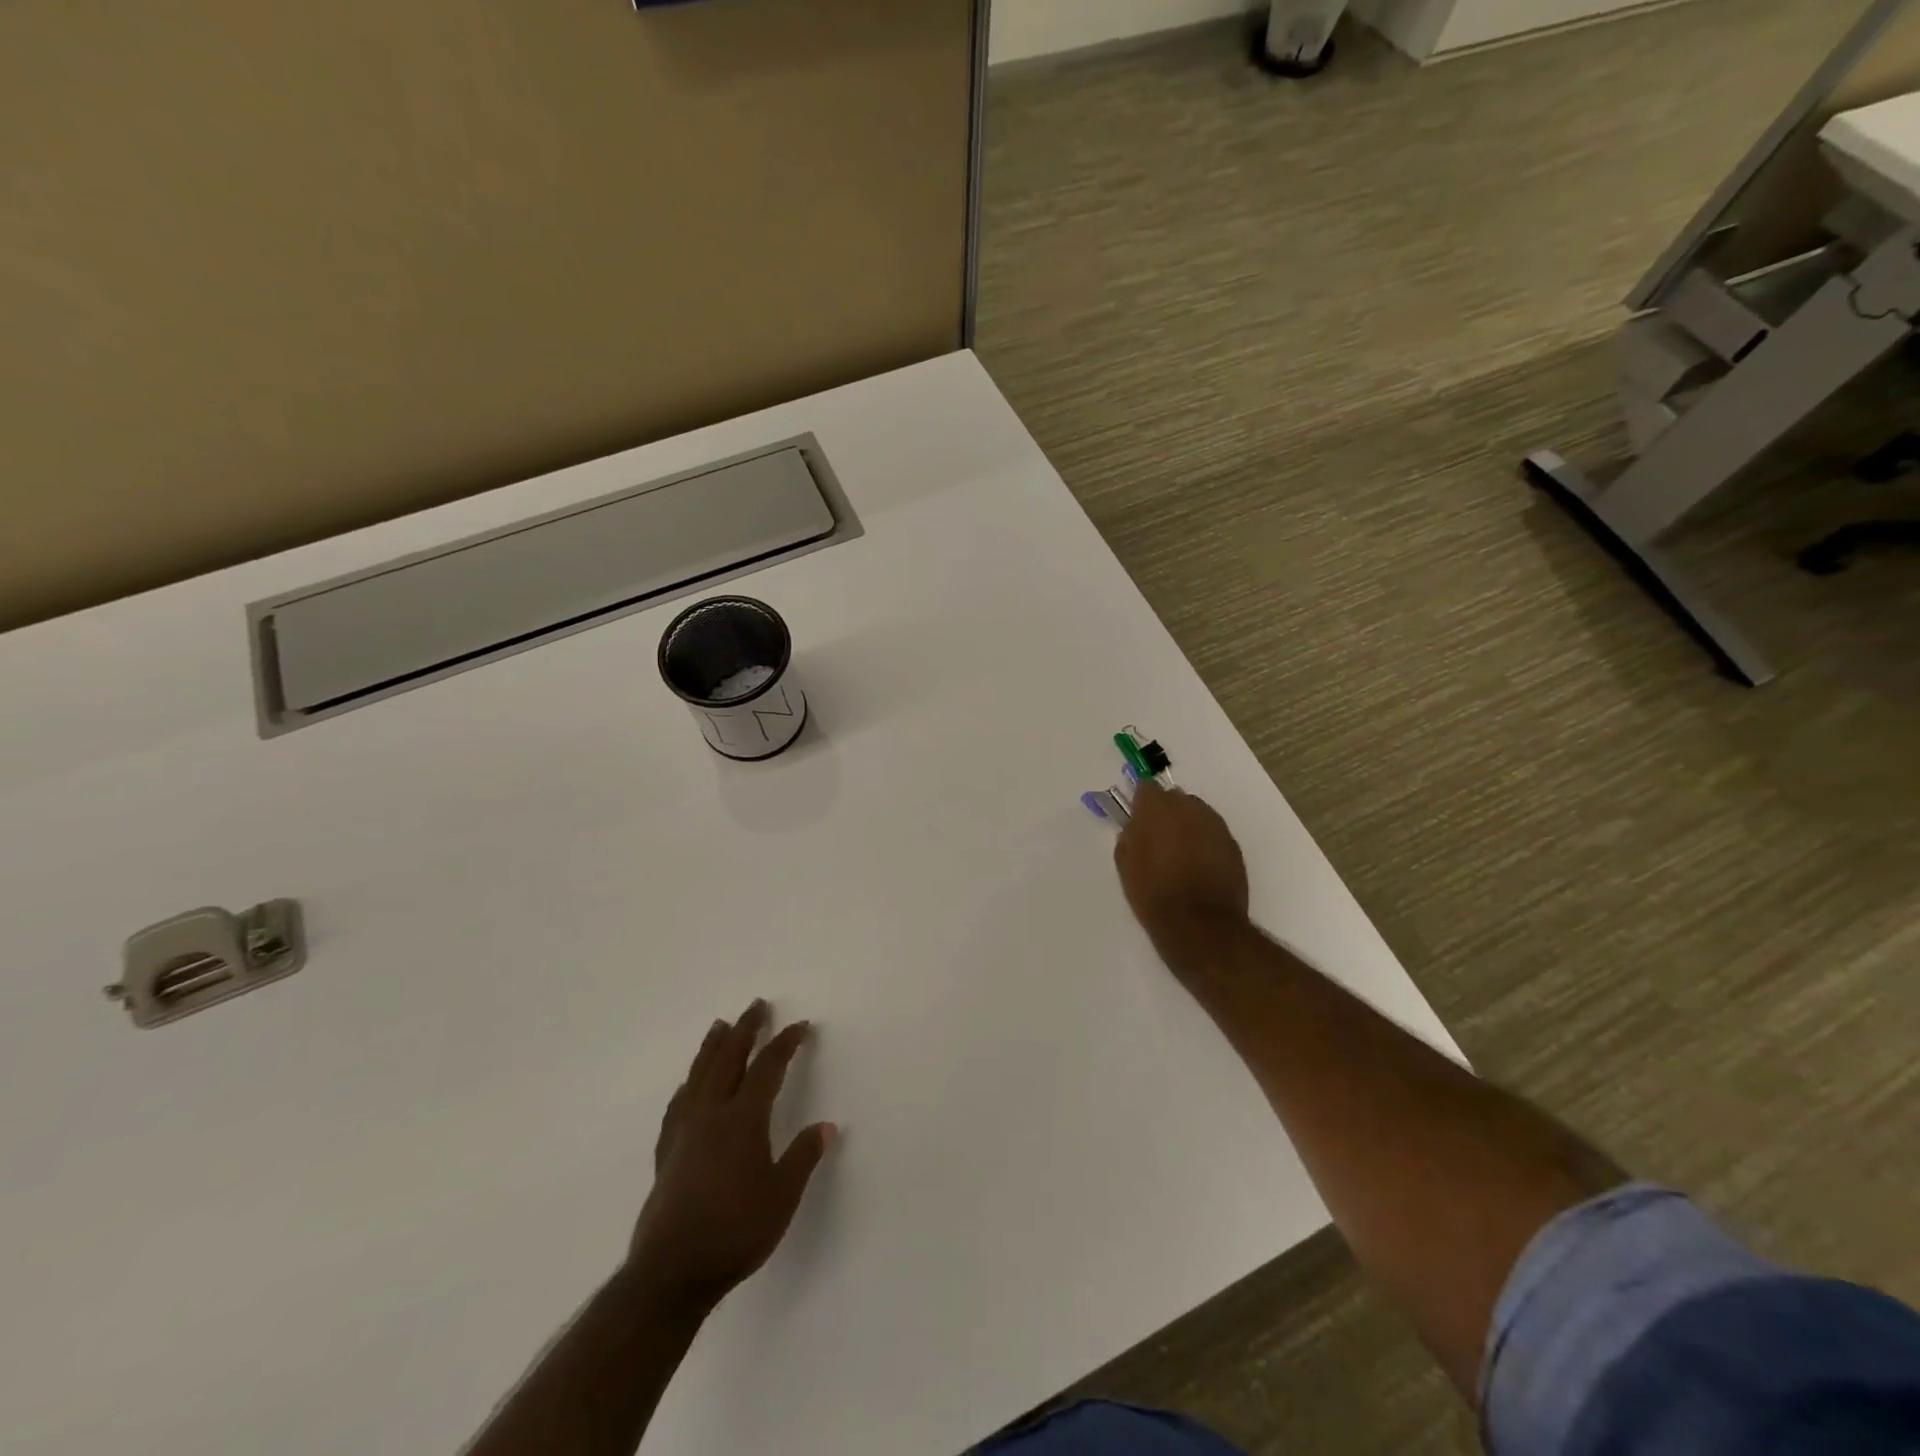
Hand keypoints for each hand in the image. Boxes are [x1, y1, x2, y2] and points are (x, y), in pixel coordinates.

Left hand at [626, 1001, 835, 1314]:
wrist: (671, 1273)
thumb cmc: (735, 1232)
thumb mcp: (782, 1197)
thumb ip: (803, 1157)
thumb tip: (827, 1126)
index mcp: (743, 1119)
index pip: (767, 1068)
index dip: (785, 1044)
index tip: (801, 1026)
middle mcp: (712, 1115)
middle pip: (729, 1059)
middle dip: (746, 1030)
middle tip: (757, 1005)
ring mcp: (685, 1132)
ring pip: (699, 1076)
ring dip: (712, 1047)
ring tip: (719, 1026)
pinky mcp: (667, 1154)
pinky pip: (678, 1106)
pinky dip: (687, 1087)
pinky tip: (688, 1086)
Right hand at [1114, 780, 1250, 972]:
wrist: (1199, 924)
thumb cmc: (1153, 892)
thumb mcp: (1125, 863)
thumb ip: (1130, 834)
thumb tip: (1137, 824)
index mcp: (1157, 807)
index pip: (1146, 787)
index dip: (1141, 803)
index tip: (1137, 818)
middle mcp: (1189, 807)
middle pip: (1175, 798)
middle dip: (1166, 812)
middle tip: (1158, 838)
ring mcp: (1215, 824)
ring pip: (1197, 814)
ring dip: (1187, 826)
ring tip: (1180, 854)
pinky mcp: (1232, 844)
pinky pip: (1213, 833)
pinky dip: (1205, 842)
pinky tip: (1199, 865)